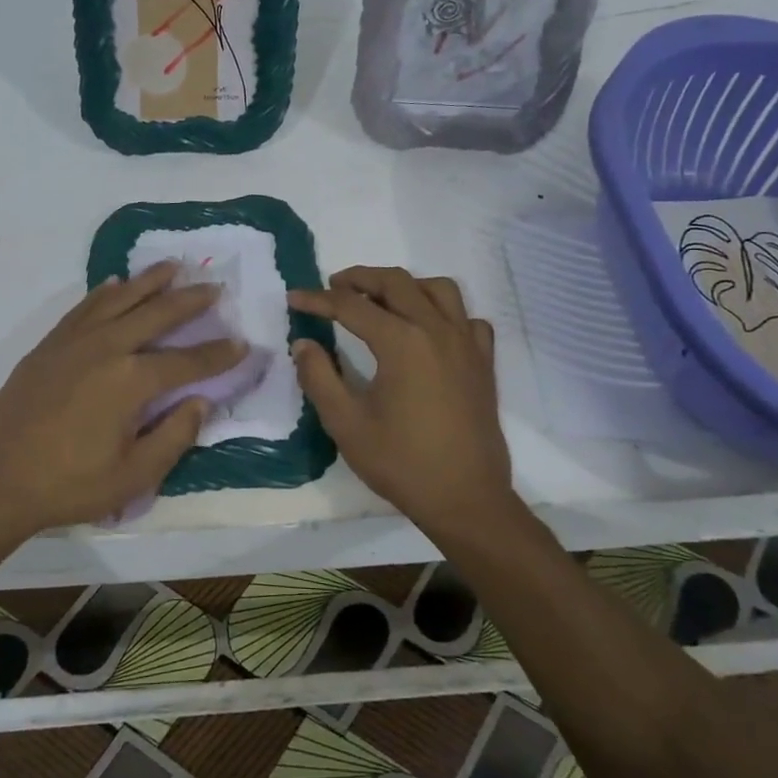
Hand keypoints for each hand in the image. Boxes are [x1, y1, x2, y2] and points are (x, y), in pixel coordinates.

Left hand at [0, 261, 244, 537]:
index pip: (187, 361)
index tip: (244, 343)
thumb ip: (174, 437)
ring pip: (120, 299)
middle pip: (157, 314)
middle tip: (215, 288)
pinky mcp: (49, 345)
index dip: (219, 354)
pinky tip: (115, 284)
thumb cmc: (68, 485)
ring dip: (149, 281)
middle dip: (190, 301)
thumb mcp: (133, 477)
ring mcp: (74, 341)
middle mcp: (106, 348)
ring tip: (172, 267)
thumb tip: (200, 402)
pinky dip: (105, 292)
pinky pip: (84, 307)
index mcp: (131, 381)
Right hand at [289, 267, 514, 530]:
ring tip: (381, 300)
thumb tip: (303, 343)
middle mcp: (436, 330)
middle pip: (396, 282)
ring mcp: (466, 344)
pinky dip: (444, 312)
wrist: (465, 498)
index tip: (294, 298)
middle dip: (359, 278)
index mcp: (401, 342)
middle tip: (333, 287)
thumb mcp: (345, 423)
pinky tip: (428, 330)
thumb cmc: (401, 462)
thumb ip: (319, 377)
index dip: (318, 299)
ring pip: (438, 289)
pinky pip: (466, 318)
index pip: (351, 306)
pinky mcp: (483, 362)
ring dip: (405, 285)